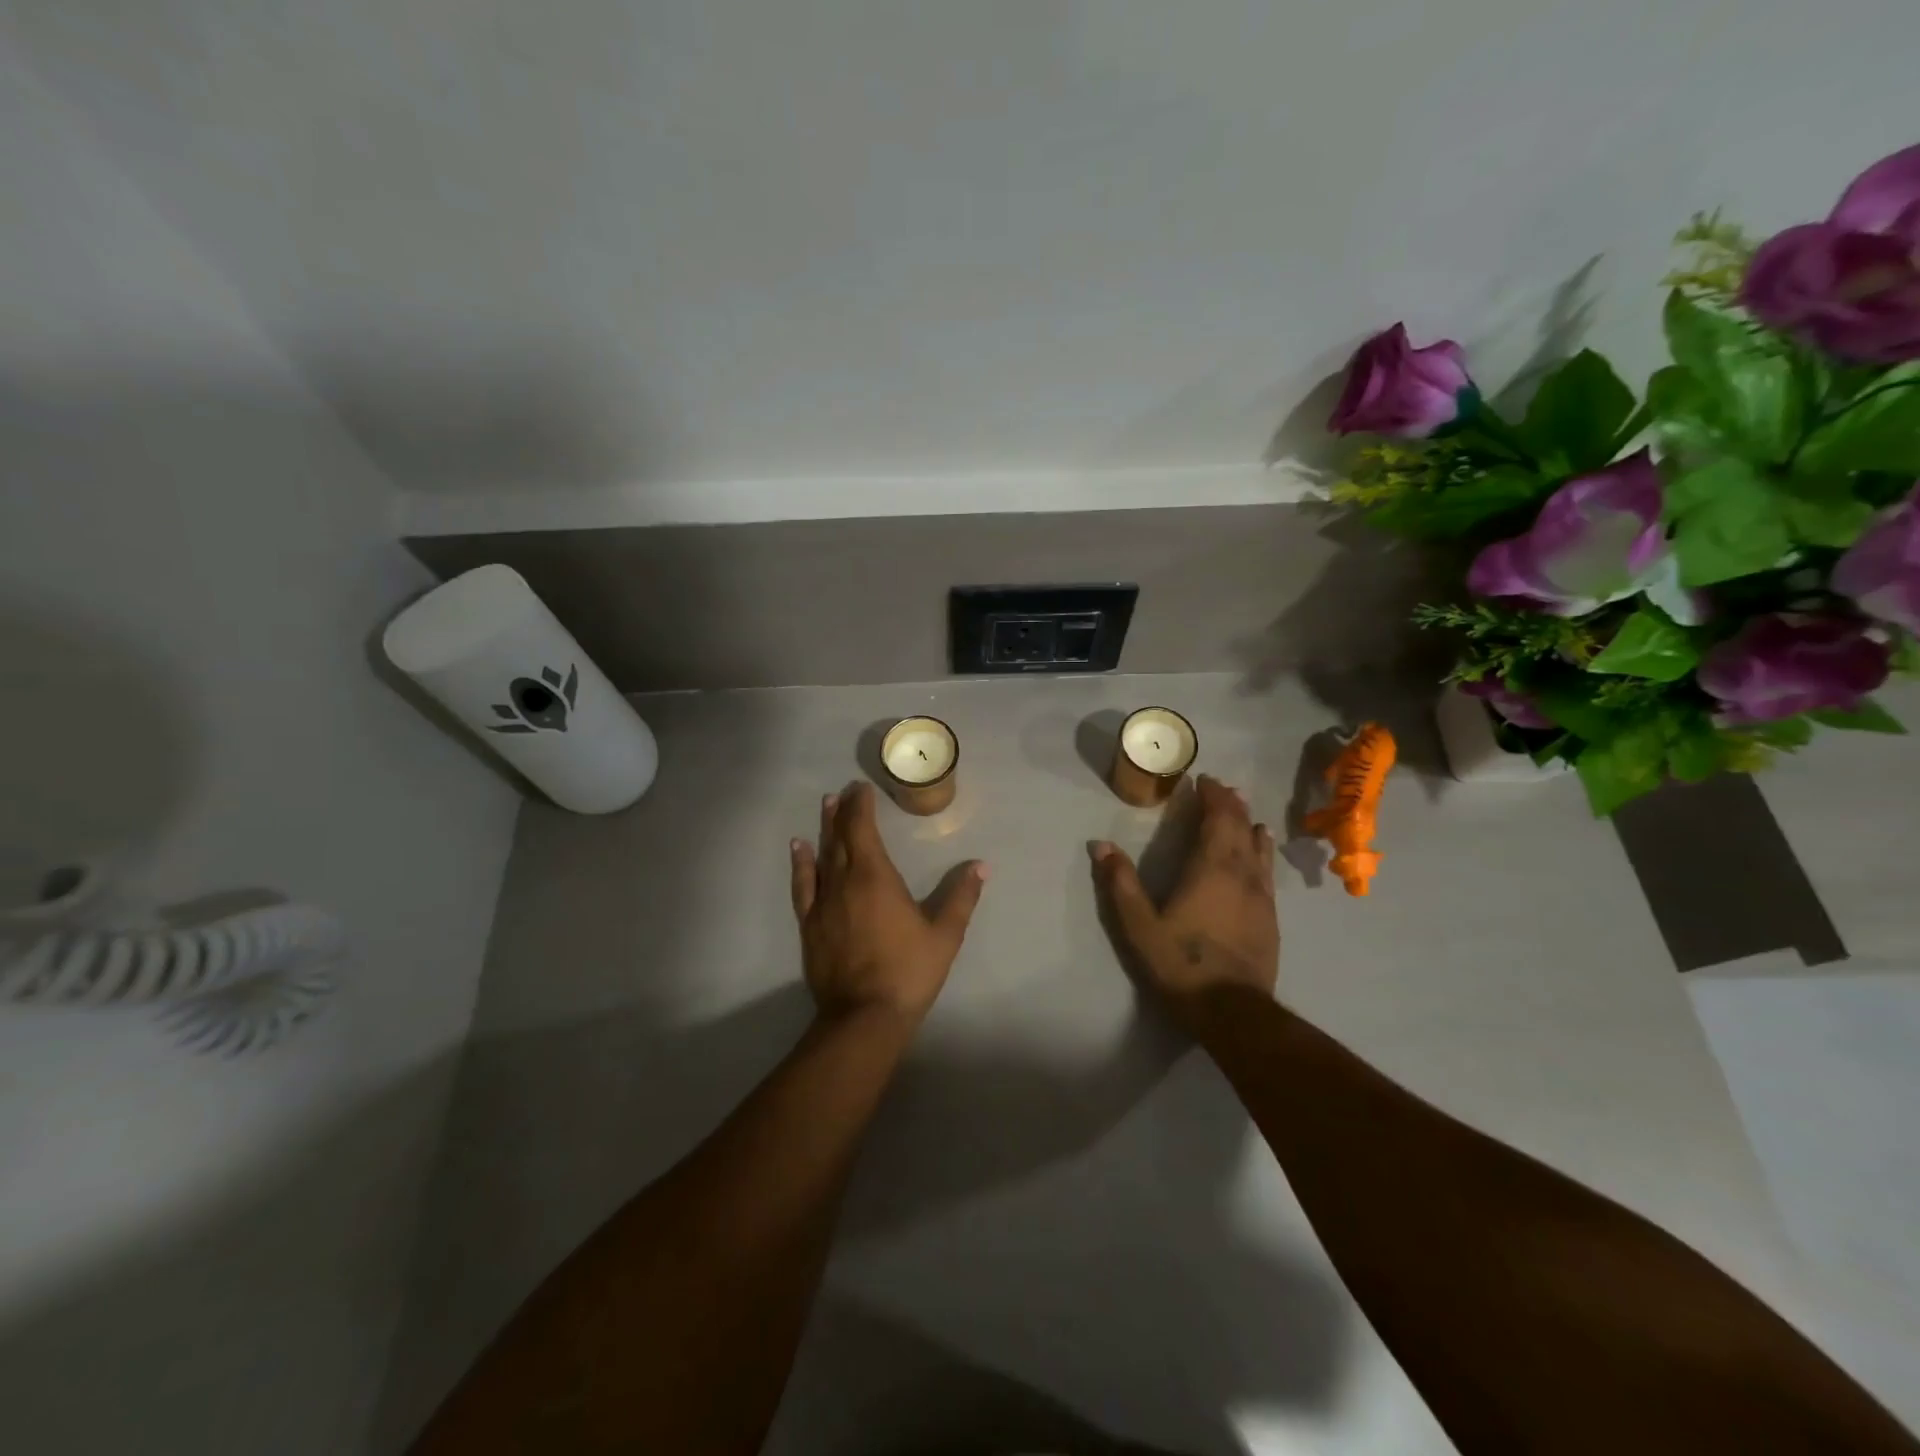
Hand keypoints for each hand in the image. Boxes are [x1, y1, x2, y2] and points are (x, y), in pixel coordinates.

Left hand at [790, 782, 986, 1026]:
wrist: (864, 1016)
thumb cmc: (909, 971)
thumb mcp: (945, 935)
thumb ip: (961, 897)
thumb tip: (981, 866)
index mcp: (876, 877)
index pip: (863, 829)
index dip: (861, 806)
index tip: (860, 788)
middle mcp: (845, 881)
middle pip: (840, 837)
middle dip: (843, 812)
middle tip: (843, 791)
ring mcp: (824, 903)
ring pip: (821, 856)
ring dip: (824, 829)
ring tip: (825, 806)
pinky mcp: (810, 925)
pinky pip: (803, 885)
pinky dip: (801, 863)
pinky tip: (798, 848)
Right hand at [1092, 775, 1278, 1032]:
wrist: (1233, 1011)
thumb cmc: (1182, 964)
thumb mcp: (1139, 926)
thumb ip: (1120, 883)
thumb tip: (1100, 844)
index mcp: (1210, 868)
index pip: (1217, 819)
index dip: (1212, 797)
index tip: (1203, 780)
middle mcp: (1241, 873)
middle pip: (1239, 827)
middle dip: (1229, 805)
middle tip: (1220, 789)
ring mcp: (1260, 895)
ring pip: (1258, 847)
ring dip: (1248, 824)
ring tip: (1243, 812)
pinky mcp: (1270, 917)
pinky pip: (1267, 870)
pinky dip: (1262, 851)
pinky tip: (1261, 850)